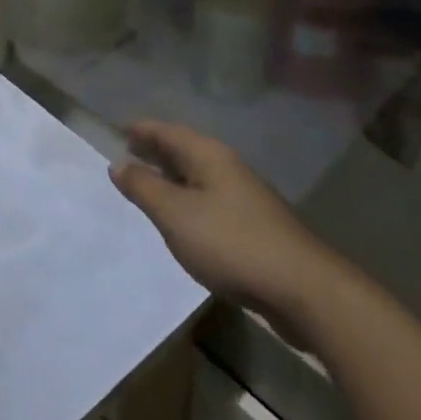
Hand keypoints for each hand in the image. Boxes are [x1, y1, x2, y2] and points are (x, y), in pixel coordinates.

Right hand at [111, 121, 340, 322]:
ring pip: (199, 175)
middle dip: (156, 150)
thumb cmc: (230, 242)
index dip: (142, 130)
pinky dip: (189, 198)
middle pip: (185, 149)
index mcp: (208, 154)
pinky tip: (183, 219)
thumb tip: (118, 164)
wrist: (302, 289)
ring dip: (173, 176)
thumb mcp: (174, 214)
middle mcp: (227, 167)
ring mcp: (245, 196)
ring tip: (149, 185)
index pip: (167, 131)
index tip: (118, 131)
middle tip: (128, 154)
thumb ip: (143, 187)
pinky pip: (210, 199)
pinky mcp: (255, 225)